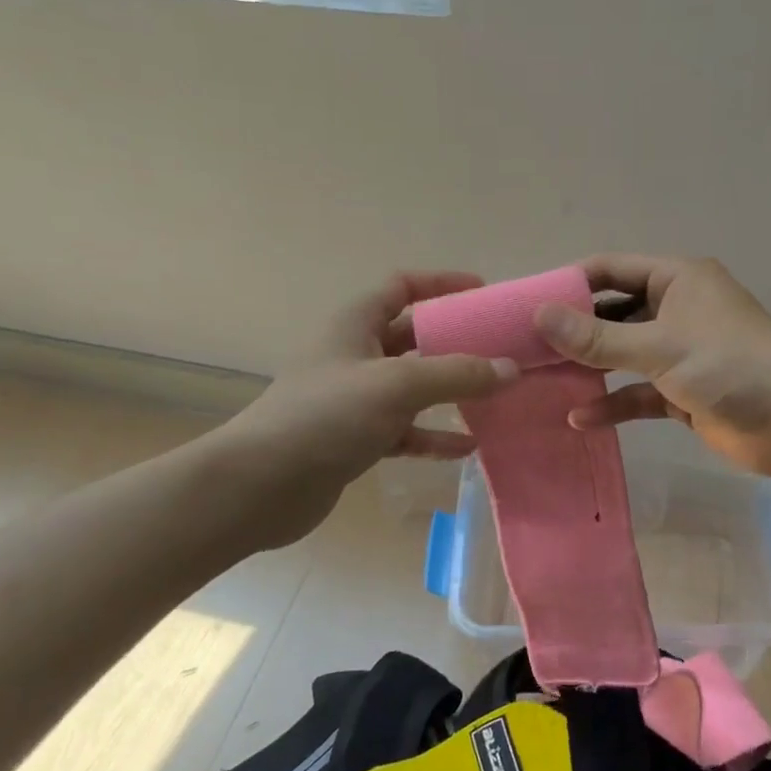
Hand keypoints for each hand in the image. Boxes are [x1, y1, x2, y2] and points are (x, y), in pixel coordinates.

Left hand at [219, 272, 517, 548]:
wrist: (260, 486)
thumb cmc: (326, 417)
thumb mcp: (396, 386)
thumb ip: (456, 374)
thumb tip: (510, 368)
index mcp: (355, 325)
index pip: (401, 287)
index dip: (441, 284)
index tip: (483, 293)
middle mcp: (355, 356)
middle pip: (413, 338)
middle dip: (456, 342)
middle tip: (501, 350)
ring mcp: (355, 400)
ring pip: (413, 387)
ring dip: (450, 391)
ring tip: (494, 397)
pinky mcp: (356, 439)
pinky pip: (405, 430)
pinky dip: (434, 436)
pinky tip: (468, 447)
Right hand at [533, 255, 770, 476]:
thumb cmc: (730, 366)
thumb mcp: (658, 347)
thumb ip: (597, 336)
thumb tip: (539, 315)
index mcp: (676, 280)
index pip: (610, 270)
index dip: (570, 284)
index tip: (526, 305)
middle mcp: (675, 309)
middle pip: (612, 313)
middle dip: (573, 332)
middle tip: (525, 349)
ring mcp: (679, 353)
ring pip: (622, 355)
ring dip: (590, 368)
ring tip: (542, 382)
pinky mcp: (681, 392)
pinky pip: (637, 393)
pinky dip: (613, 403)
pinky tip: (580, 419)